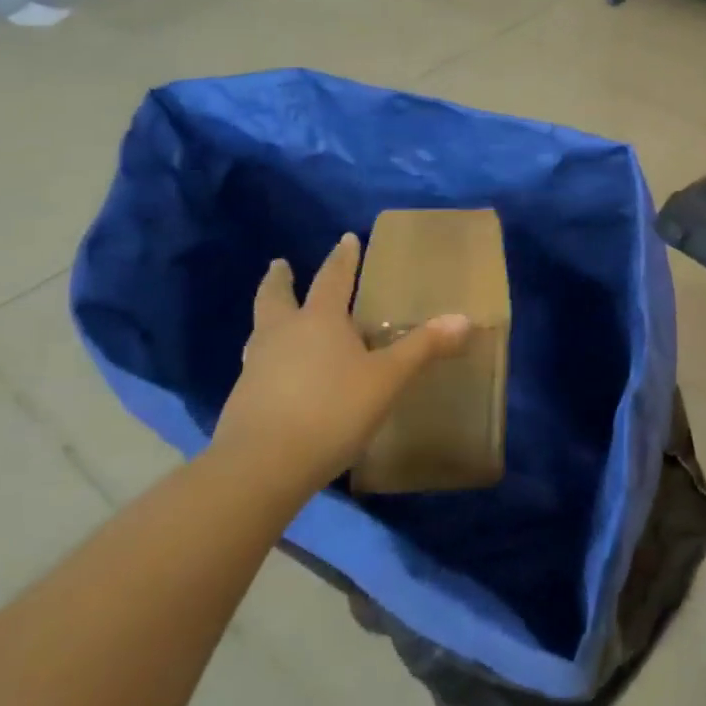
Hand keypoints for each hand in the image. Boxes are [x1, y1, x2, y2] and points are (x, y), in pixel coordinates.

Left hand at [212, 233, 470, 505]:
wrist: (262, 467)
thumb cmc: (332, 409)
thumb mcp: (387, 379)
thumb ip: (423, 348)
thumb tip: (464, 318)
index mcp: (319, 320)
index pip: (332, 278)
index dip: (342, 258)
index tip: (346, 238)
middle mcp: (282, 334)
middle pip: (275, 297)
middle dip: (280, 280)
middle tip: (279, 264)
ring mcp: (256, 367)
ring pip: (260, 331)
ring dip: (269, 318)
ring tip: (275, 318)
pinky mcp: (242, 400)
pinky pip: (256, 366)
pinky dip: (267, 358)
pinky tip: (276, 375)